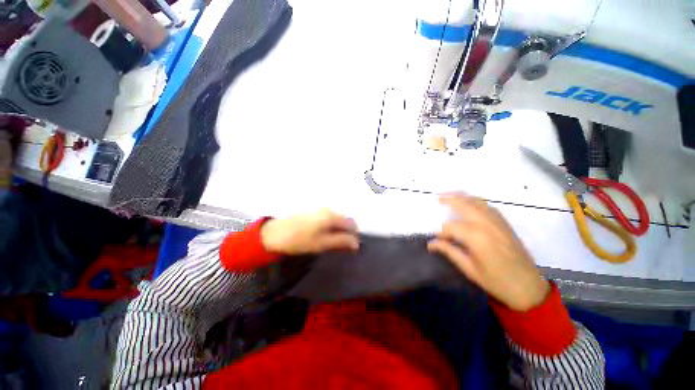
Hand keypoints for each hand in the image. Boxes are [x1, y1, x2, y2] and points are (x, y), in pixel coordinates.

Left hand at [261, 209, 359, 254]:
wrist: (275, 234)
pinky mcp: (313, 212)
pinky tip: (324, 235)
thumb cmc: (300, 240)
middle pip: (344, 220)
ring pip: (336, 220)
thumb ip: (341, 242)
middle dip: (347, 232)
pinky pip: (328, 219)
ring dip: (339, 230)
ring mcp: (320, 210)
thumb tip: (357, 243)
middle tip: (342, 246)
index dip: (354, 235)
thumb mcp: (322, 243)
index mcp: (332, 216)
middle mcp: (328, 210)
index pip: (351, 224)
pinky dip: (331, 227)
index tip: (351, 247)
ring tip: (333, 242)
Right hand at [428, 195, 549, 310]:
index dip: (440, 232)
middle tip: (437, 198)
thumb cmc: (496, 281)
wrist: (528, 287)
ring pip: (477, 202)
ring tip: (450, 196)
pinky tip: (470, 203)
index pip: (451, 227)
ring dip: (462, 197)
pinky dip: (476, 201)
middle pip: (465, 205)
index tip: (435, 238)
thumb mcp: (469, 269)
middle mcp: (487, 225)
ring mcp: (498, 222)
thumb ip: (449, 251)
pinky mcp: (505, 223)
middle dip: (449, 200)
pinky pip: (488, 206)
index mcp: (476, 238)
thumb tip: (431, 243)